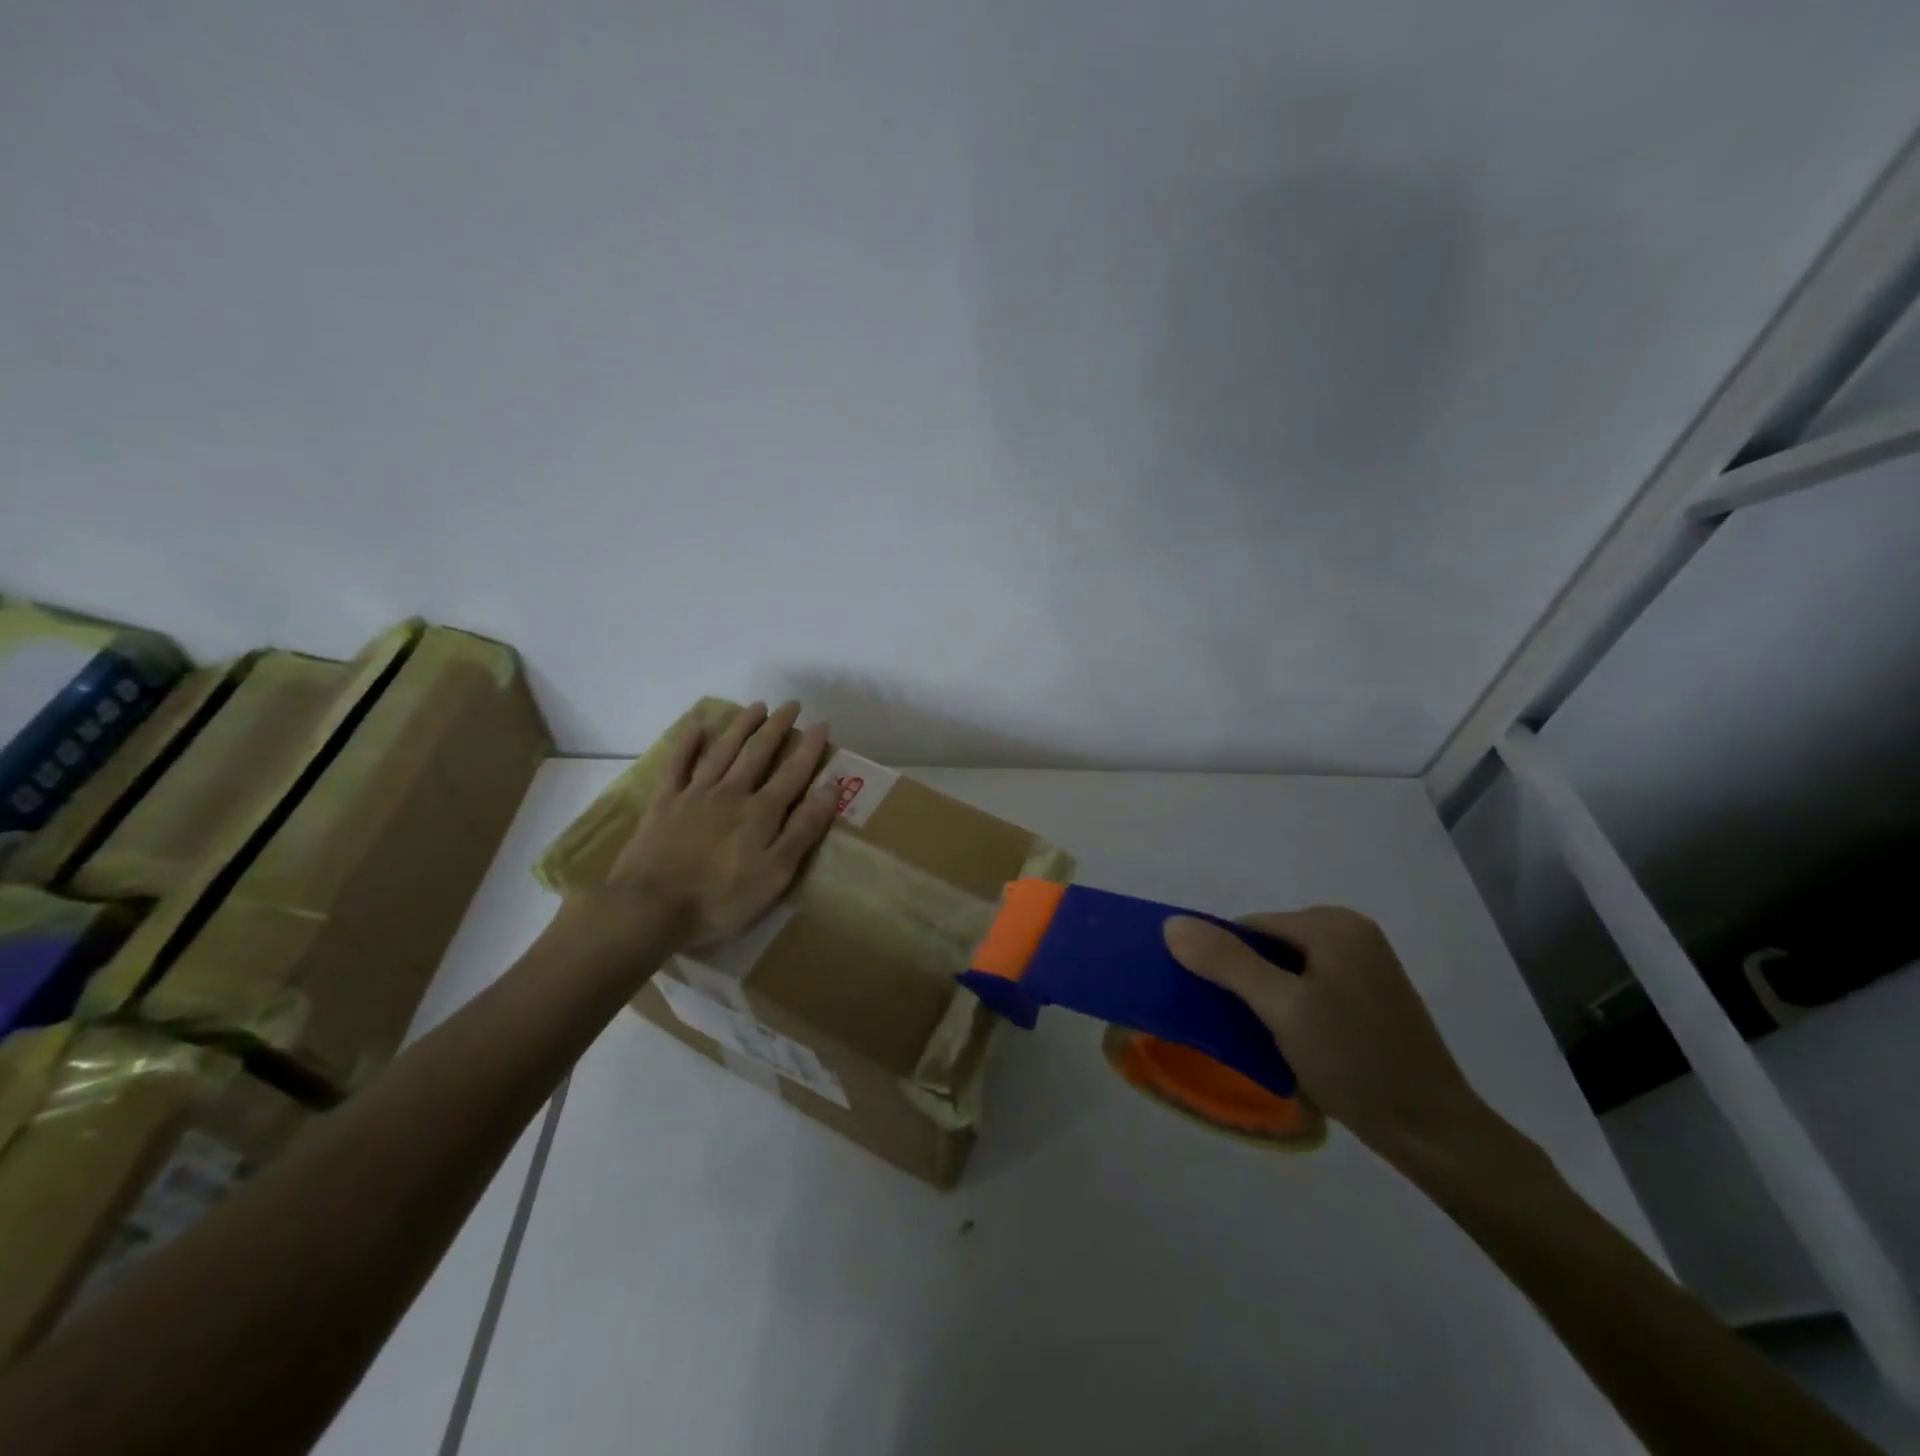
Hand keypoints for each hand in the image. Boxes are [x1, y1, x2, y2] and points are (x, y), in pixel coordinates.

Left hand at [581, 701, 839, 949]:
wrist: (650, 908)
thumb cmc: (720, 899)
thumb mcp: (775, 874)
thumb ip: (803, 829)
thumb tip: (830, 787)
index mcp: (761, 812)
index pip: (793, 772)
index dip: (809, 748)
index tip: (822, 724)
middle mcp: (731, 793)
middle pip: (758, 752)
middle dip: (777, 727)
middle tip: (791, 705)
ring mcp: (695, 794)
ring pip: (723, 750)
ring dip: (741, 726)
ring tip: (756, 706)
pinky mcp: (664, 803)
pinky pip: (677, 764)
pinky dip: (688, 743)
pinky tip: (698, 727)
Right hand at [1163, 907, 1490, 1166]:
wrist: (1432, 1131)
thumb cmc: (1353, 1062)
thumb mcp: (1281, 1009)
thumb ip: (1226, 962)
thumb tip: (1172, 923)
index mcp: (1332, 924)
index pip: (1250, 927)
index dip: (1226, 962)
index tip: (1219, 1007)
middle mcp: (1352, 931)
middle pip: (1270, 945)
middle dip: (1249, 981)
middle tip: (1245, 1028)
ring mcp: (1366, 962)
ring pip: (1290, 967)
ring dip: (1270, 997)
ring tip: (1268, 1038)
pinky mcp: (1373, 992)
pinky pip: (1314, 984)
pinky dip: (1295, 1005)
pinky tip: (1297, 1041)